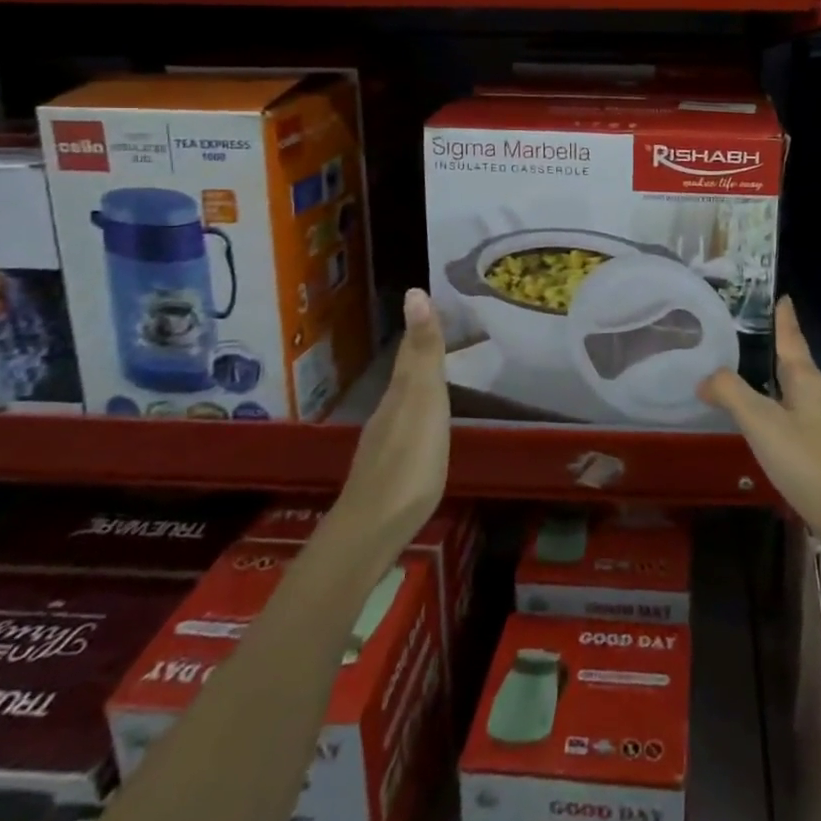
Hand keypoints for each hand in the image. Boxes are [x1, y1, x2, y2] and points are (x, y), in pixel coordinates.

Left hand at [333, 289, 450, 556]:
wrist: (373, 528)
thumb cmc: (410, 460)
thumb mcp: (424, 399)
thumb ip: (424, 351)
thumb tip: (415, 292)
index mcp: (401, 391)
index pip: (412, 350)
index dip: (424, 326)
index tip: (435, 301)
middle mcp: (389, 410)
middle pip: (407, 373)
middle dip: (423, 351)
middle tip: (447, 331)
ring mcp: (385, 442)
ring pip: (404, 400)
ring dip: (420, 383)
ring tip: (441, 373)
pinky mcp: (388, 470)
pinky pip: (407, 426)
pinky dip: (418, 413)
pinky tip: (426, 426)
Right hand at [699, 297, 820, 591]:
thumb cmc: (809, 463)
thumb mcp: (762, 424)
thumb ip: (732, 394)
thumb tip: (706, 377)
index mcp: (808, 382)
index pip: (792, 340)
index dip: (785, 319)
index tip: (782, 297)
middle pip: (796, 365)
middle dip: (777, 349)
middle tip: (751, 334)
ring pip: (797, 394)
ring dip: (776, 383)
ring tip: (750, 377)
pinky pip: (798, 420)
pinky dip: (779, 412)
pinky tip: (766, 427)